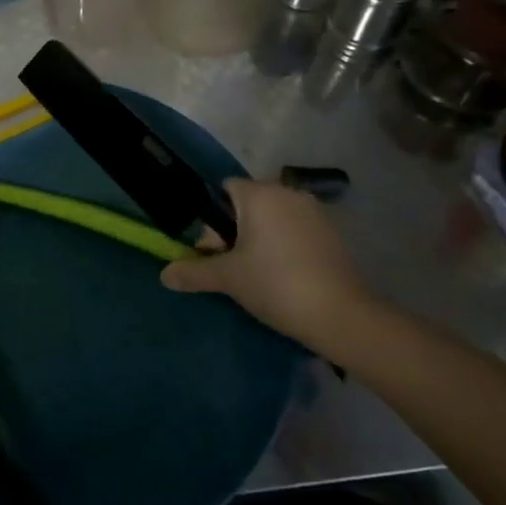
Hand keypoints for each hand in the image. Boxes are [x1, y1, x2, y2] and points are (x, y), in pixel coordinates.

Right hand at [162, 178, 366, 342]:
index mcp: (260, 194)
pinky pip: (297, 231)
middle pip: (249, 203)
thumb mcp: (227, 278)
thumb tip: (164, 275)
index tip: (215, 249)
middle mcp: (289, 193)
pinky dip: (286, 246)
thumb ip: (193, 272)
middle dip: (236, 229)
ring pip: (275, 217)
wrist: (341, 316)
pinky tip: (285, 276)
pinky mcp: (334, 234)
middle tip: (233, 265)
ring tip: (258, 274)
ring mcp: (315, 213)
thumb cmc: (275, 284)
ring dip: (262, 238)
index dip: (213, 218)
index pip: (225, 188)